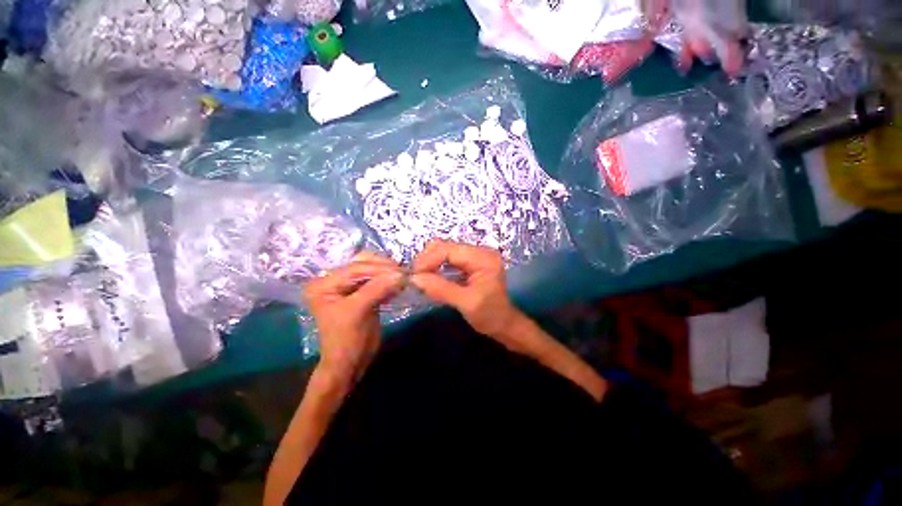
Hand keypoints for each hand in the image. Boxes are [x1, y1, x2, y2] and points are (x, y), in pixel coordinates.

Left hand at [304, 252, 403, 382]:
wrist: (351, 363)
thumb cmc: (346, 340)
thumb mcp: (358, 312)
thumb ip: (377, 289)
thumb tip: (400, 274)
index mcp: (324, 284)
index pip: (355, 268)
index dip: (378, 268)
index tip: (400, 270)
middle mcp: (335, 281)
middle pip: (364, 266)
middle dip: (384, 268)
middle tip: (404, 273)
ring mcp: (350, 287)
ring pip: (373, 272)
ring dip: (389, 275)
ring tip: (405, 278)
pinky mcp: (363, 294)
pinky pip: (378, 282)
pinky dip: (390, 283)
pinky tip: (400, 286)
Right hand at [411, 240, 524, 345]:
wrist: (504, 324)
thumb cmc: (490, 316)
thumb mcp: (466, 303)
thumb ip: (440, 289)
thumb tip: (414, 278)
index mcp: (483, 258)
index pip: (449, 250)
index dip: (428, 259)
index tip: (413, 275)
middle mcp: (480, 251)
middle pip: (445, 246)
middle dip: (427, 260)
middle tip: (415, 278)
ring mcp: (475, 255)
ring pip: (444, 250)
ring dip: (430, 262)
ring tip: (420, 278)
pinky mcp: (470, 262)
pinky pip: (447, 258)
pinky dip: (436, 266)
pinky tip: (430, 277)